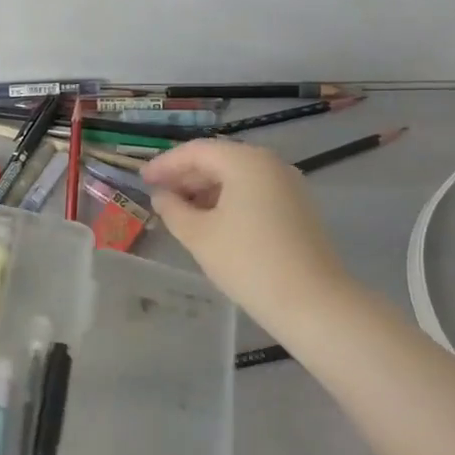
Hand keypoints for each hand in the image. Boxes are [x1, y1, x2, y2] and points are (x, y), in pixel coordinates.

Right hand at [142, 139, 349, 327]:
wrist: (313, 303)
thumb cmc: (248, 263)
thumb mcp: (199, 235)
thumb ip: (173, 209)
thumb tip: (161, 196)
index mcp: (245, 161)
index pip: (196, 151)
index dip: (165, 164)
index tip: (142, 180)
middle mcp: (269, 163)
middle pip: (218, 159)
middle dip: (185, 176)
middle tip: (158, 195)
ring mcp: (288, 184)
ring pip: (237, 176)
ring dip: (206, 189)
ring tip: (180, 211)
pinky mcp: (297, 207)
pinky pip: (254, 191)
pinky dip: (228, 199)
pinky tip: (212, 222)